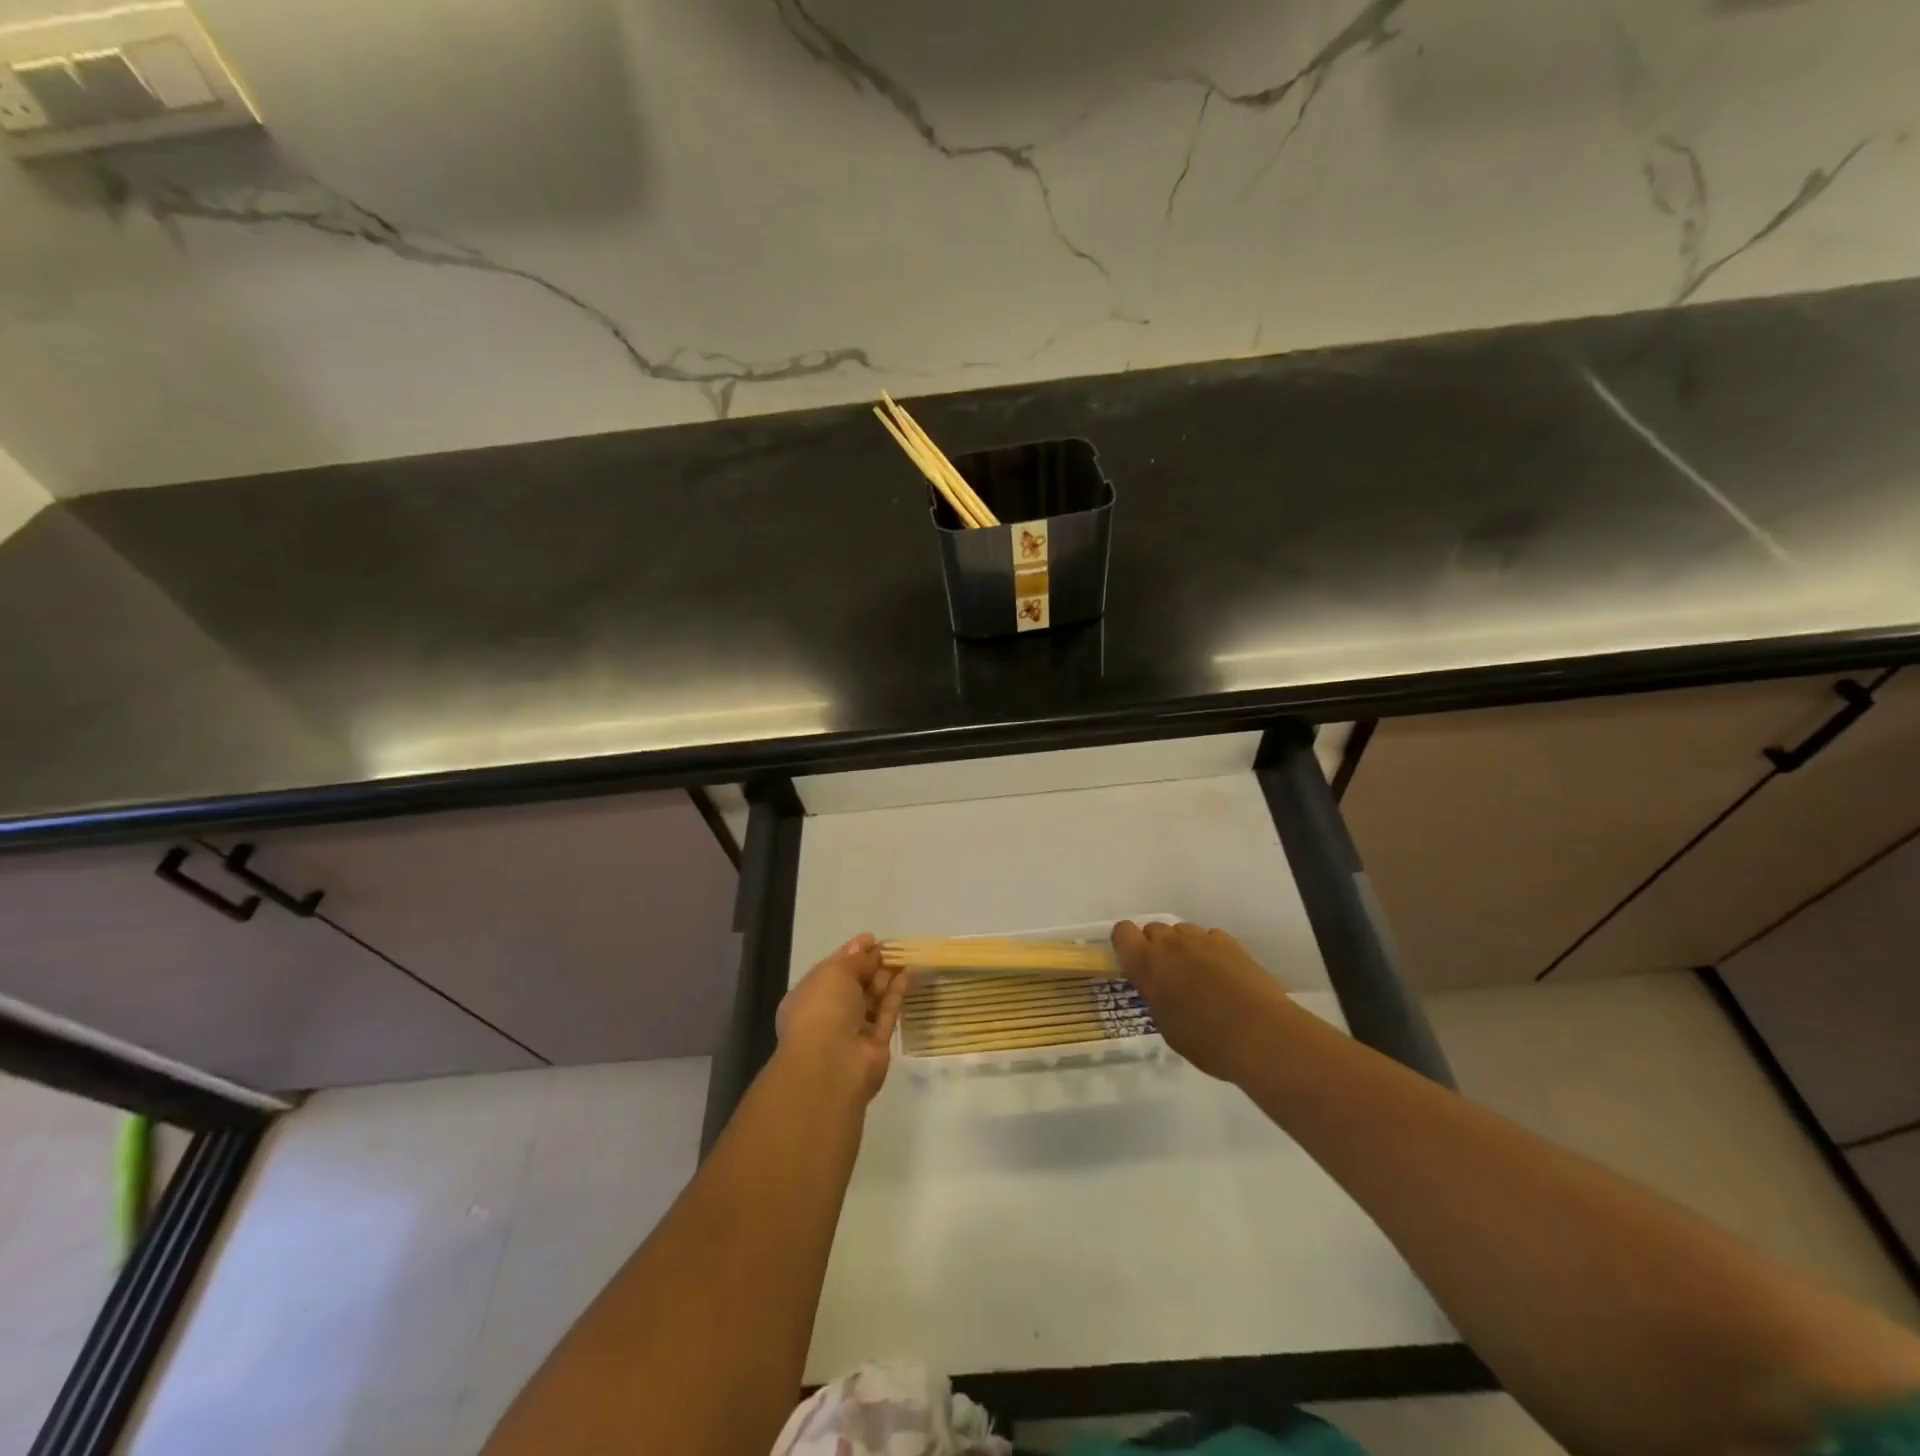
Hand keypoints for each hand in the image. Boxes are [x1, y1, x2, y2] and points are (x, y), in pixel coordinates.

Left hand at [775, 933, 906, 1101]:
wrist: (831, 1065)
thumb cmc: (823, 1009)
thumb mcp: (835, 973)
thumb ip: (855, 960)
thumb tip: (868, 948)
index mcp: (809, 995)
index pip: (832, 969)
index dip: (852, 952)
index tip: (871, 938)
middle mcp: (829, 1012)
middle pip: (854, 983)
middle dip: (871, 964)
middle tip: (892, 946)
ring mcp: (853, 1029)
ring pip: (872, 997)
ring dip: (886, 977)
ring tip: (905, 955)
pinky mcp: (875, 1042)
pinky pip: (886, 1012)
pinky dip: (896, 993)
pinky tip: (908, 975)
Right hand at [1113, 921, 1297, 1082]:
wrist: (1259, 1035)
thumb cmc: (1205, 1041)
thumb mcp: (1166, 1024)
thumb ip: (1155, 995)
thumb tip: (1159, 987)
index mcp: (1146, 963)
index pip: (1122, 932)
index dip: (1126, 944)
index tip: (1134, 963)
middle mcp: (1169, 943)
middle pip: (1153, 929)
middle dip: (1156, 947)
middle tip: (1168, 975)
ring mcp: (1201, 939)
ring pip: (1182, 931)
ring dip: (1183, 947)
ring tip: (1198, 975)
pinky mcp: (1229, 942)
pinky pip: (1209, 937)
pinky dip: (1210, 951)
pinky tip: (1222, 974)